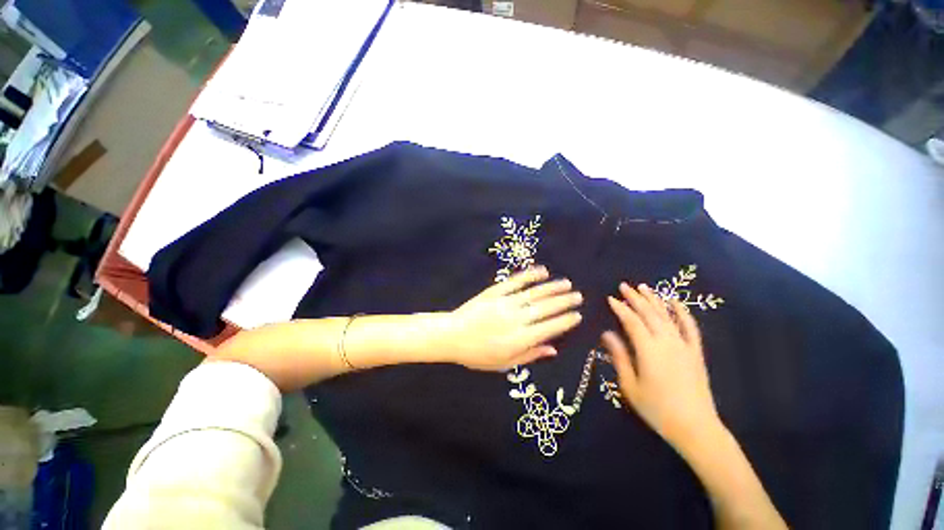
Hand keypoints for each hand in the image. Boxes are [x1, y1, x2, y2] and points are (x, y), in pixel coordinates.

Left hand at [440, 267, 582, 370]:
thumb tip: (554, 349)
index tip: (577, 315)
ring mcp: (506, 302)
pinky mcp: (495, 292)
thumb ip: (530, 355)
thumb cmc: (478, 354)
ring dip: (553, 287)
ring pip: (534, 293)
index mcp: (520, 339)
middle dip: (564, 301)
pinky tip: (542, 270)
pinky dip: (530, 275)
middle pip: (546, 308)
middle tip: (578, 296)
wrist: (452, 336)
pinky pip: (515, 281)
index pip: (550, 328)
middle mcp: (517, 319)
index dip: (566, 321)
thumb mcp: (504, 364)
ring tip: (567, 283)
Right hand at [602, 282, 722, 452]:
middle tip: (623, 285)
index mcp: (648, 350)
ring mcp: (684, 345)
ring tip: (644, 287)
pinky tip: (675, 301)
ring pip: (667, 315)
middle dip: (635, 298)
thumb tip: (606, 334)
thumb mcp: (629, 385)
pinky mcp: (696, 352)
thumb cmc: (657, 409)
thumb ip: (618, 357)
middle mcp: (666, 342)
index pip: (631, 321)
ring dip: (654, 299)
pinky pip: (690, 327)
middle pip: (649, 313)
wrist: (695, 427)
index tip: (610, 298)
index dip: (620, 308)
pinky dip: (683, 311)